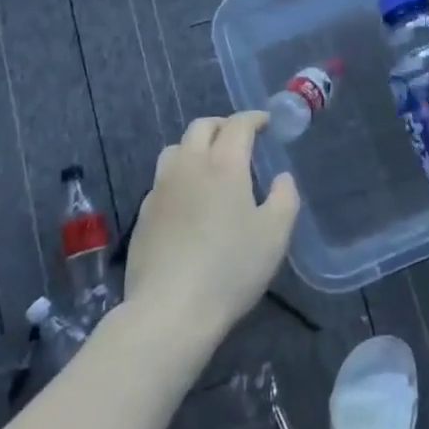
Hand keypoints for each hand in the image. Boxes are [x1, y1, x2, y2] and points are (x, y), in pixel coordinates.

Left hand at [122, 112, 299, 346]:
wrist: (169, 309)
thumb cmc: (230, 269)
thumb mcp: (275, 235)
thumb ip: (285, 198)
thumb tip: (282, 177)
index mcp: (223, 165)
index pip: (237, 125)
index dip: (254, 118)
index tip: (266, 123)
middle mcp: (188, 166)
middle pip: (201, 127)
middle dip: (223, 125)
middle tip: (239, 138)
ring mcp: (160, 188)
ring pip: (176, 149)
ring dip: (196, 145)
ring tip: (210, 163)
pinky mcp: (143, 213)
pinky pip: (162, 179)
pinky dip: (179, 175)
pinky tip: (188, 199)